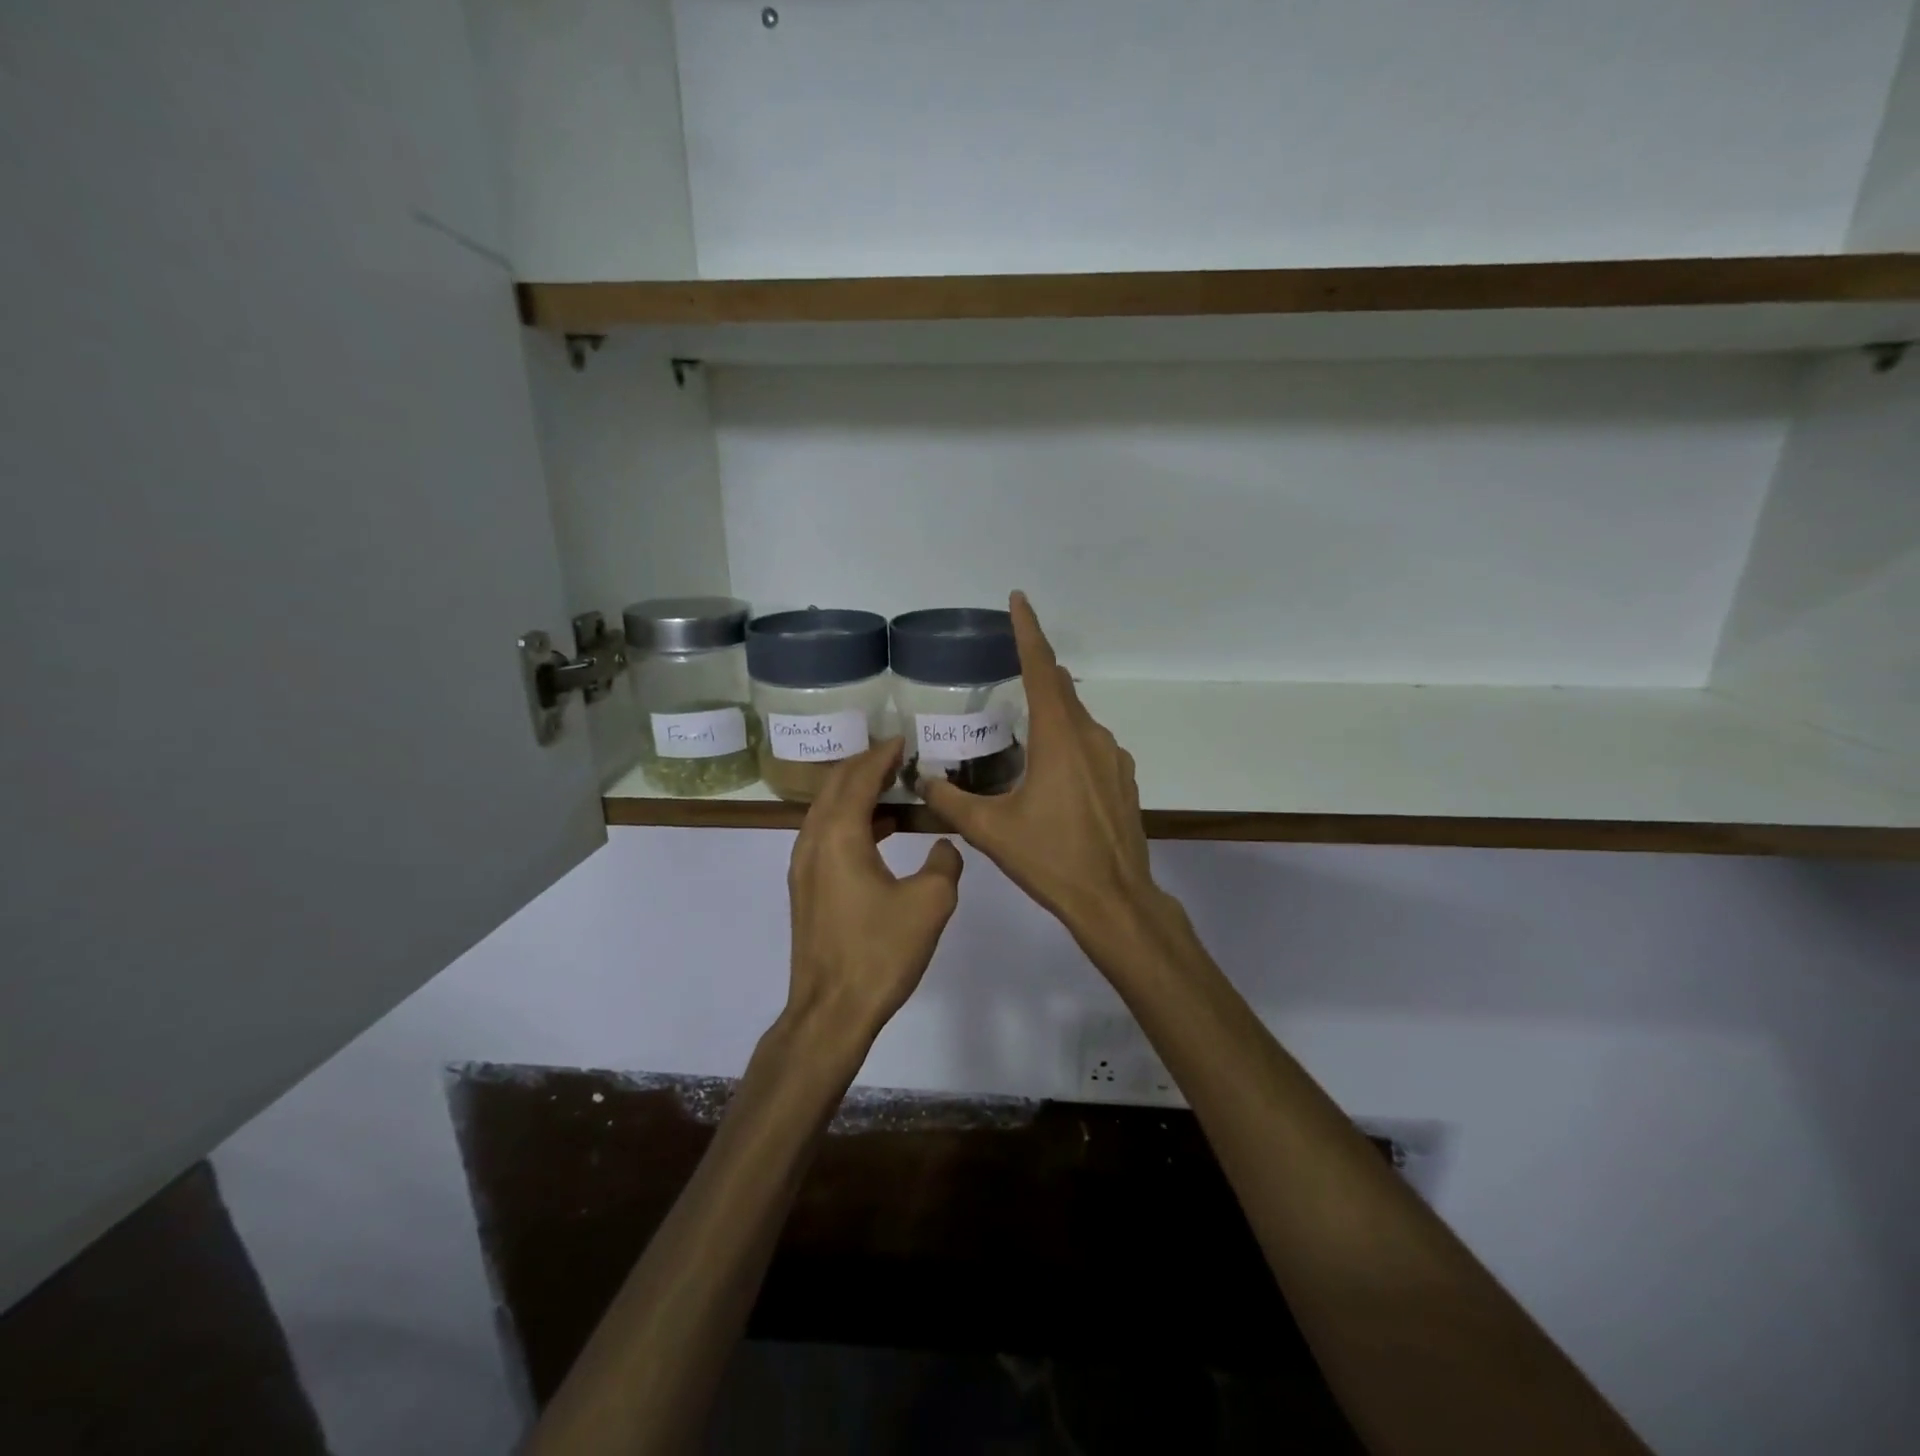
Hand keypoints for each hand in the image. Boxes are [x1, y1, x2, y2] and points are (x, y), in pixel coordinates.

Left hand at [785, 739, 963, 1046]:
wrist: (831, 1010)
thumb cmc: (880, 952)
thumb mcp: (930, 903)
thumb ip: (945, 862)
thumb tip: (944, 845)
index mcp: (840, 835)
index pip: (860, 778)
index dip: (882, 755)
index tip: (903, 739)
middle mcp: (813, 841)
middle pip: (835, 786)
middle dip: (865, 765)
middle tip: (896, 755)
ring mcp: (803, 865)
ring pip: (826, 810)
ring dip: (856, 792)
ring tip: (892, 786)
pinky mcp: (806, 888)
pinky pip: (825, 834)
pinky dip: (850, 820)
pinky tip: (880, 831)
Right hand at [921, 592, 1158, 941]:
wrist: (1114, 900)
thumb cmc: (1050, 859)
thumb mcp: (990, 830)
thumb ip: (949, 799)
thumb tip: (921, 778)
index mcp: (1059, 738)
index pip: (1041, 668)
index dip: (1028, 631)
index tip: (1019, 600)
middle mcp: (1091, 737)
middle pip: (1060, 689)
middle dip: (1035, 672)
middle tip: (1006, 670)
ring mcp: (1113, 758)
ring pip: (1077, 719)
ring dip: (1051, 714)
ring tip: (1021, 733)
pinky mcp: (1123, 779)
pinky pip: (1091, 745)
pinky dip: (1068, 742)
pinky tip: (1051, 773)